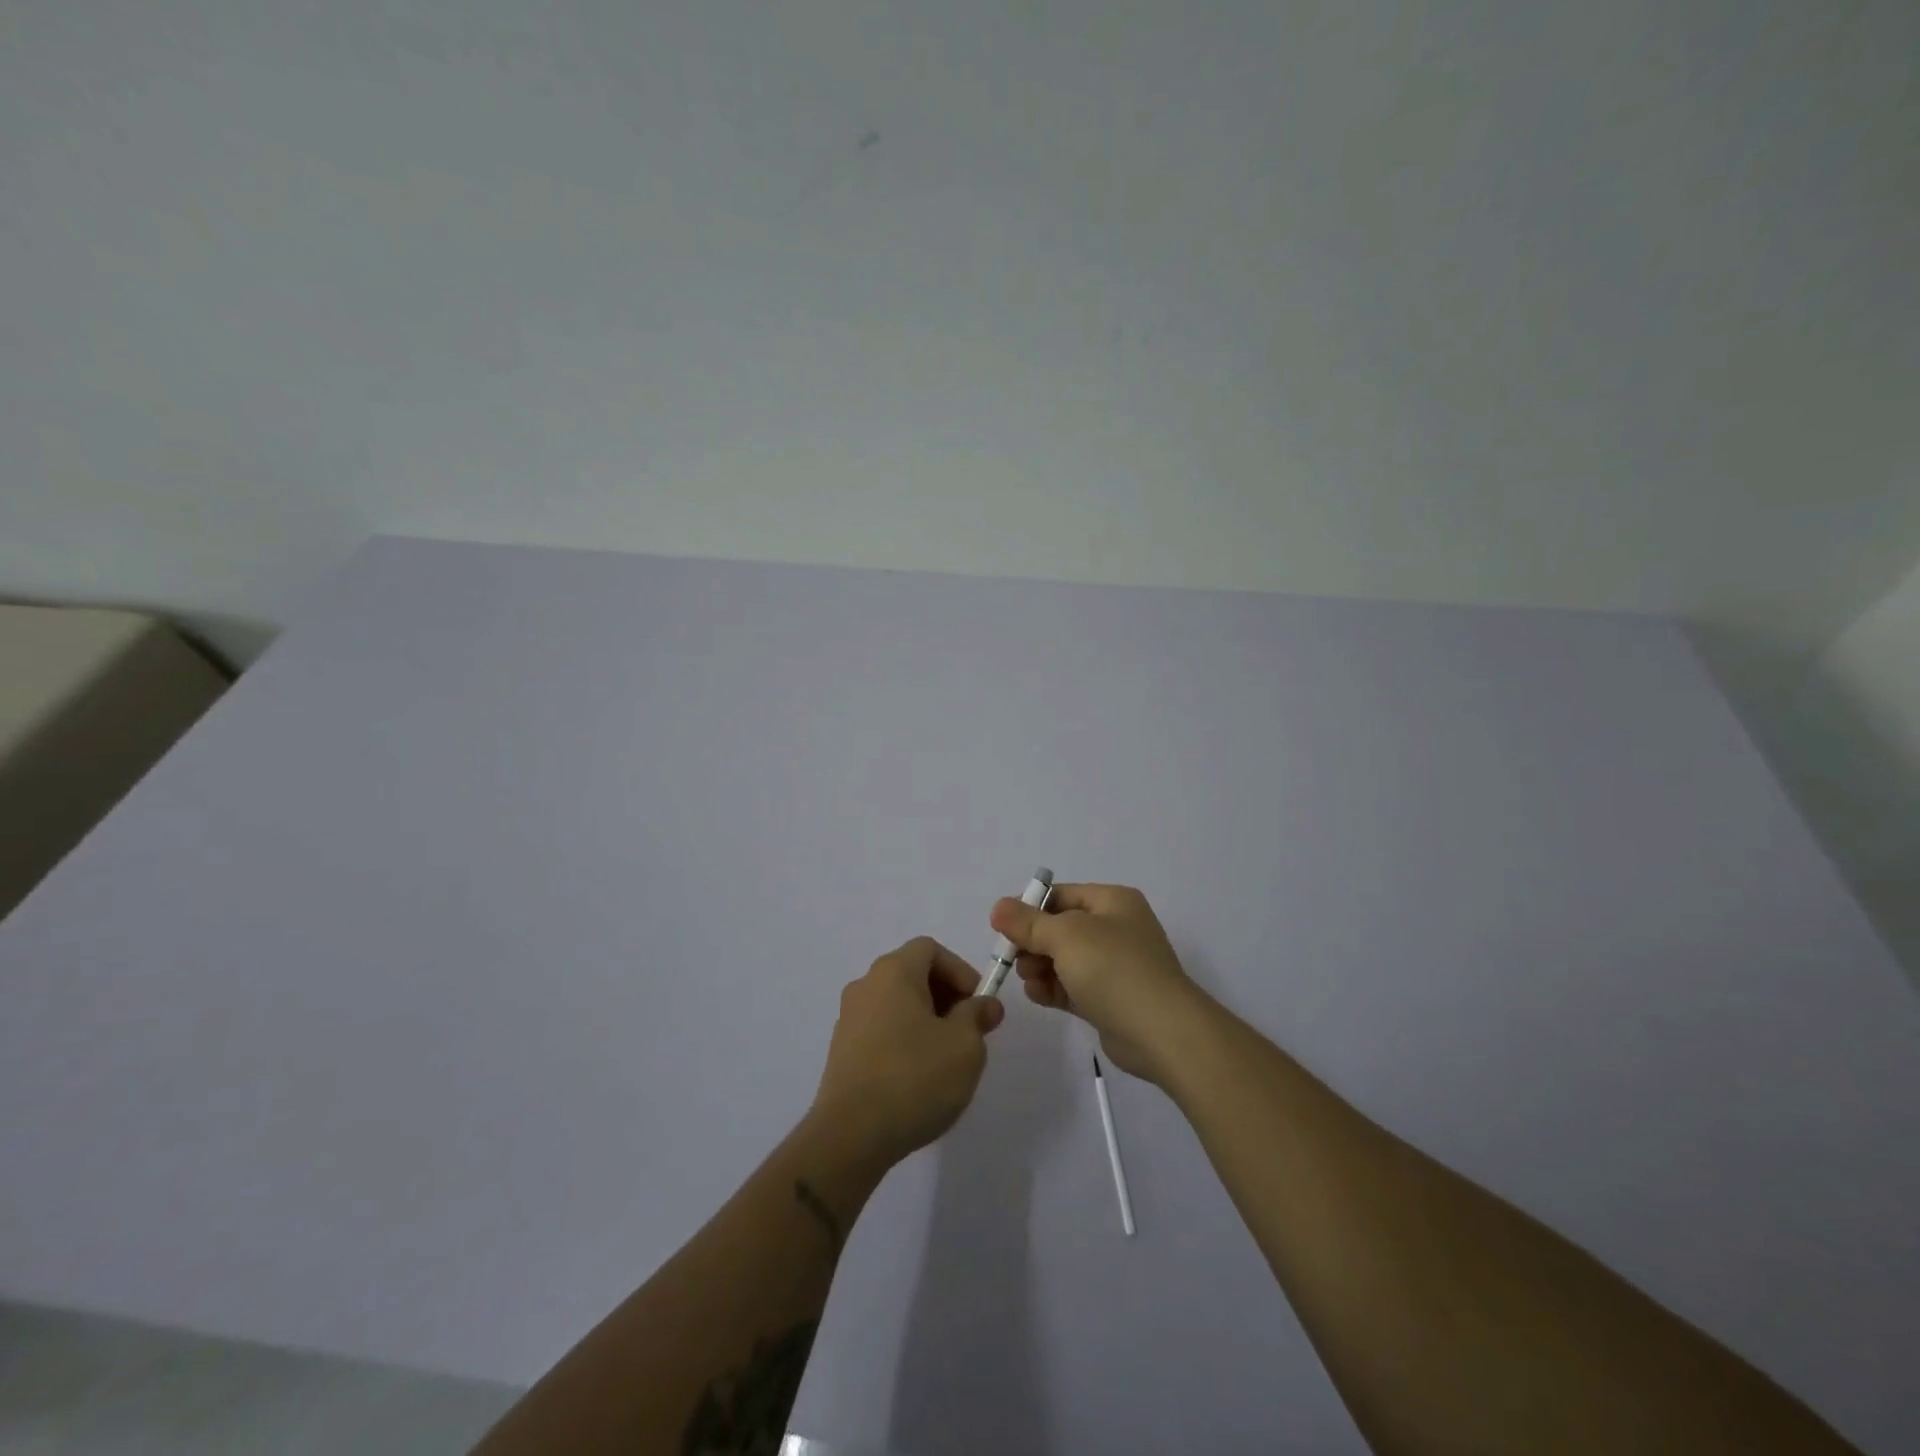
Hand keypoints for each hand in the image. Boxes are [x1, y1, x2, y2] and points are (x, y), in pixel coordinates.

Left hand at [809, 936, 1005, 1169]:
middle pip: (912, 973)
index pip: (930, 949)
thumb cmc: (914, 1078)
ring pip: (896, 1003)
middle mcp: (866, 985)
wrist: (851, 1135)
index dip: (960, 971)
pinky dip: (904, 1039)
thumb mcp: (964, 1045)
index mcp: (893, 971)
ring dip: (926, 1020)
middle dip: (946, 996)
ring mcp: (848, 1018)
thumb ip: (977, 1016)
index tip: (978, 1004)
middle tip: (969, 1031)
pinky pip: (881, 1029)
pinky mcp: (841, 1051)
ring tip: (946, 1057)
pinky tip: (918, 1076)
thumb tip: (985, 1004)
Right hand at [991, 883, 1214, 1086]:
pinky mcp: (1110, 999)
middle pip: (1060, 928)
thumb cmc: (1113, 969)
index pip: (1061, 895)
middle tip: (1012, 958)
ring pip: (1064, 959)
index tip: (1002, 928)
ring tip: (1028, 979)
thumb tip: (998, 907)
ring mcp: (1115, 966)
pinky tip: (1037, 995)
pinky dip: (1053, 988)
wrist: (1162, 1032)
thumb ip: (1028, 922)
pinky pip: (1072, 986)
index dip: (1029, 908)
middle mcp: (1116, 928)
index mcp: (1112, 902)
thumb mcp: (1066, 936)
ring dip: (1040, 966)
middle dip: (1032, 941)